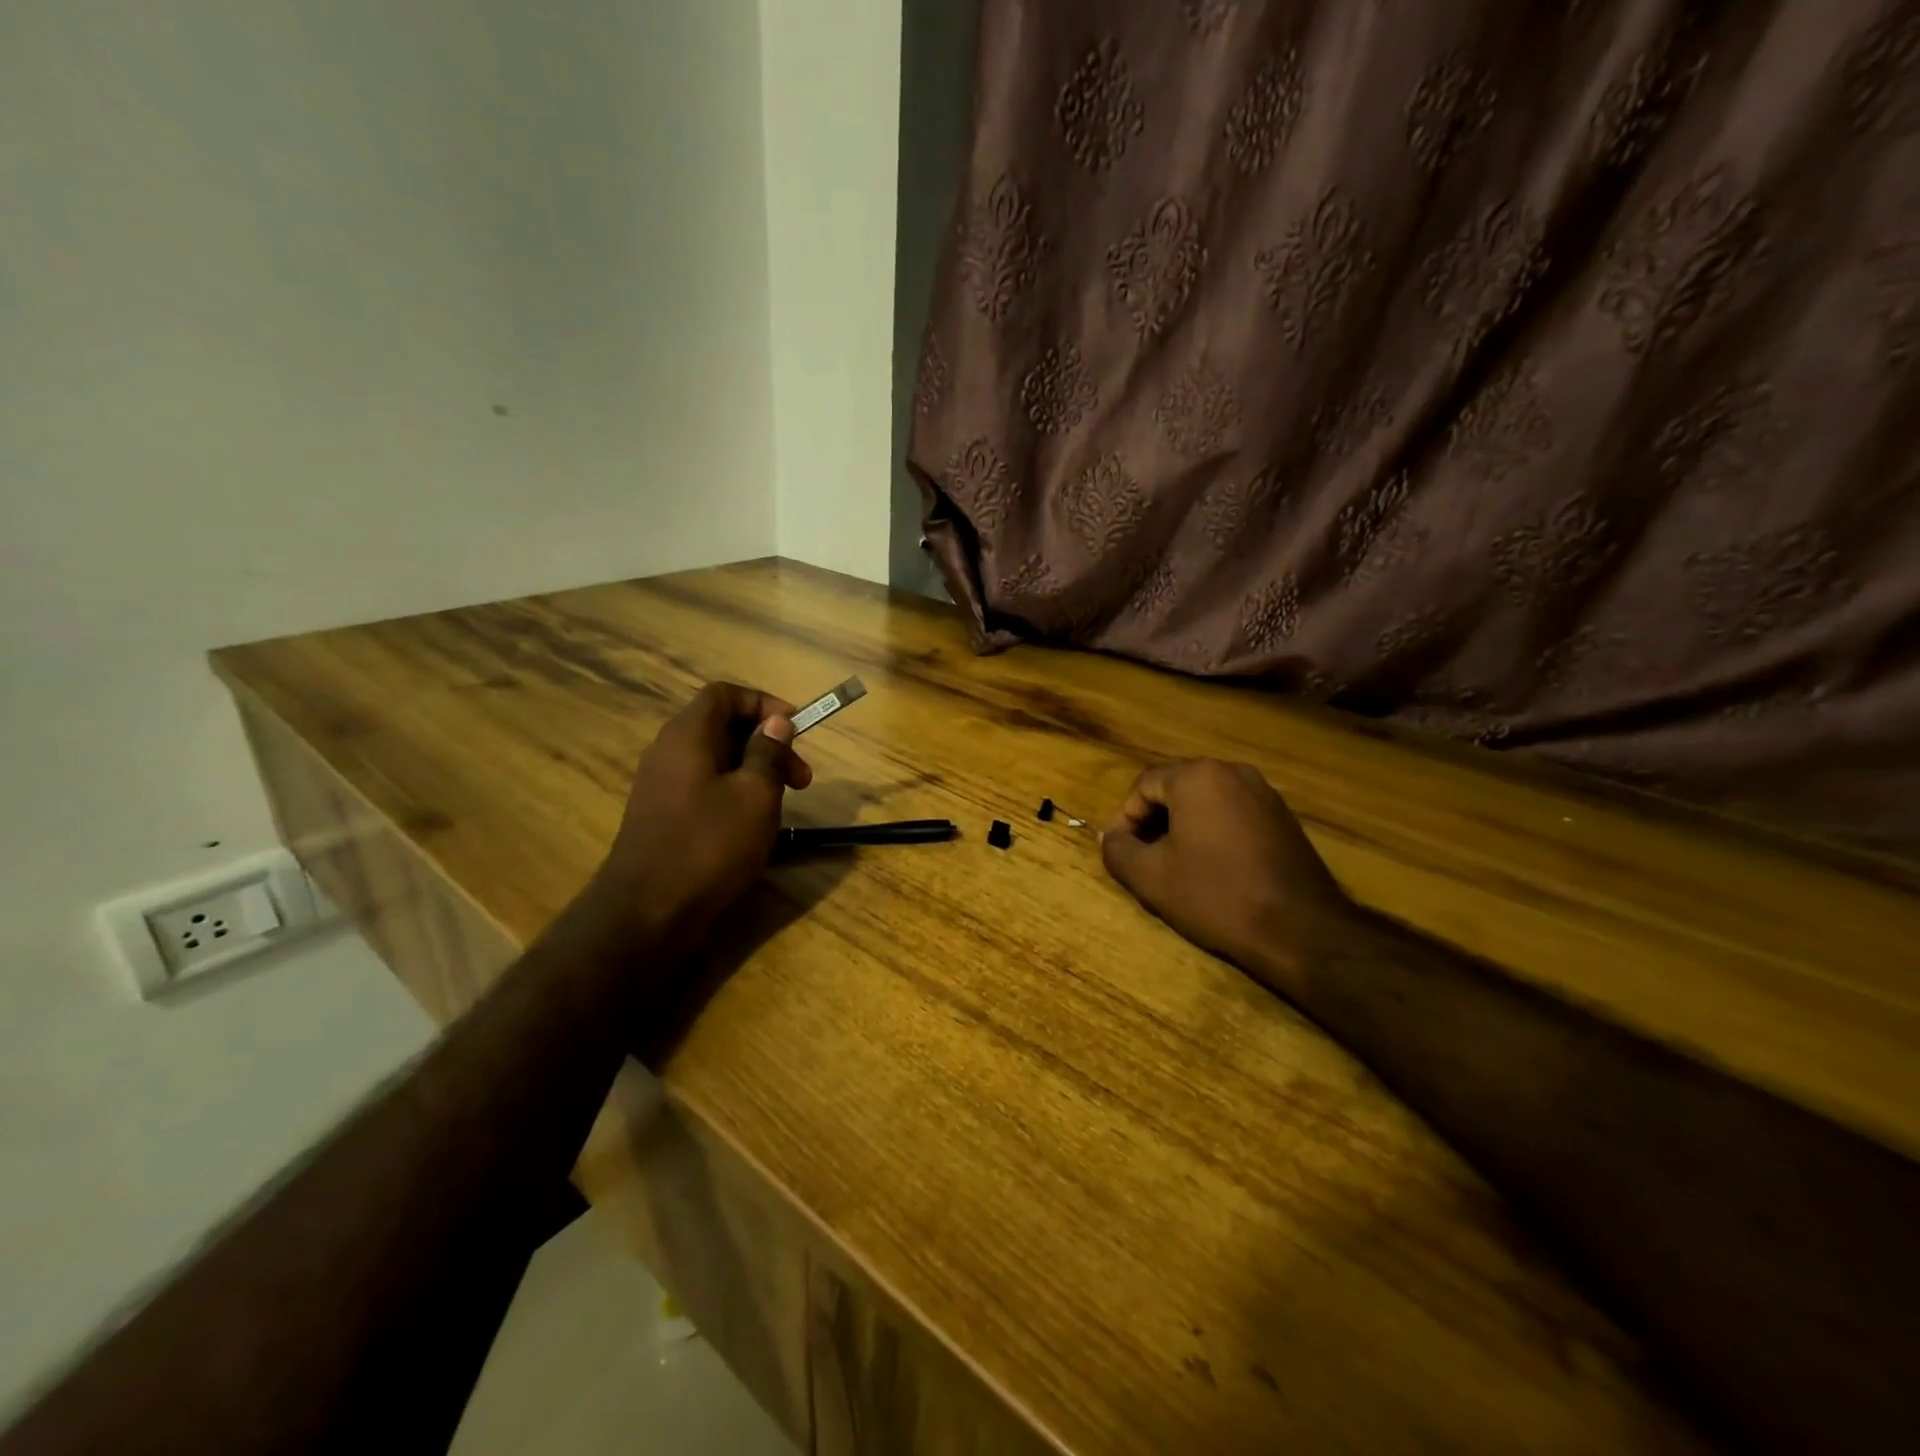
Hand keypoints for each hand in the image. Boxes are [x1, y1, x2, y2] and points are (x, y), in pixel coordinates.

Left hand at [596, 682, 811, 949]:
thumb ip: (768, 753)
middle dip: (768, 743)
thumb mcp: (755, 795)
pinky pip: (704, 786)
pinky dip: (734, 792)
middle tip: (802, 778)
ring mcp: (661, 785)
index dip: (764, 703)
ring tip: (784, 802)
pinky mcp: (662, 814)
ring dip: (755, 771)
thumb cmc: (709, 845)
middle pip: (722, 726)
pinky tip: (754, 823)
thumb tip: (776, 722)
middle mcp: (669, 751)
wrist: (647, 912)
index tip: (795, 729)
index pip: (725, 694)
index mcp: (688, 735)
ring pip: (716, 759)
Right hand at [1101, 760, 1352, 995]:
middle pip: (1176, 787)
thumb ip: (1119, 850)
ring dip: (1184, 826)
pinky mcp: (1284, 817)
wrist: (1300, 928)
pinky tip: (1214, 867)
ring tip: (1176, 864)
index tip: (1121, 851)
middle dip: (1154, 820)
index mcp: (1197, 777)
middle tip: (1145, 857)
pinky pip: (1234, 813)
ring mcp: (1264, 793)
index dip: (1125, 818)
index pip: (1144, 785)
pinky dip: (1214, 832)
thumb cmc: (1216, 895)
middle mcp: (1232, 772)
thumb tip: (1110, 838)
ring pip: (1207, 801)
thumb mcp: (1151, 877)